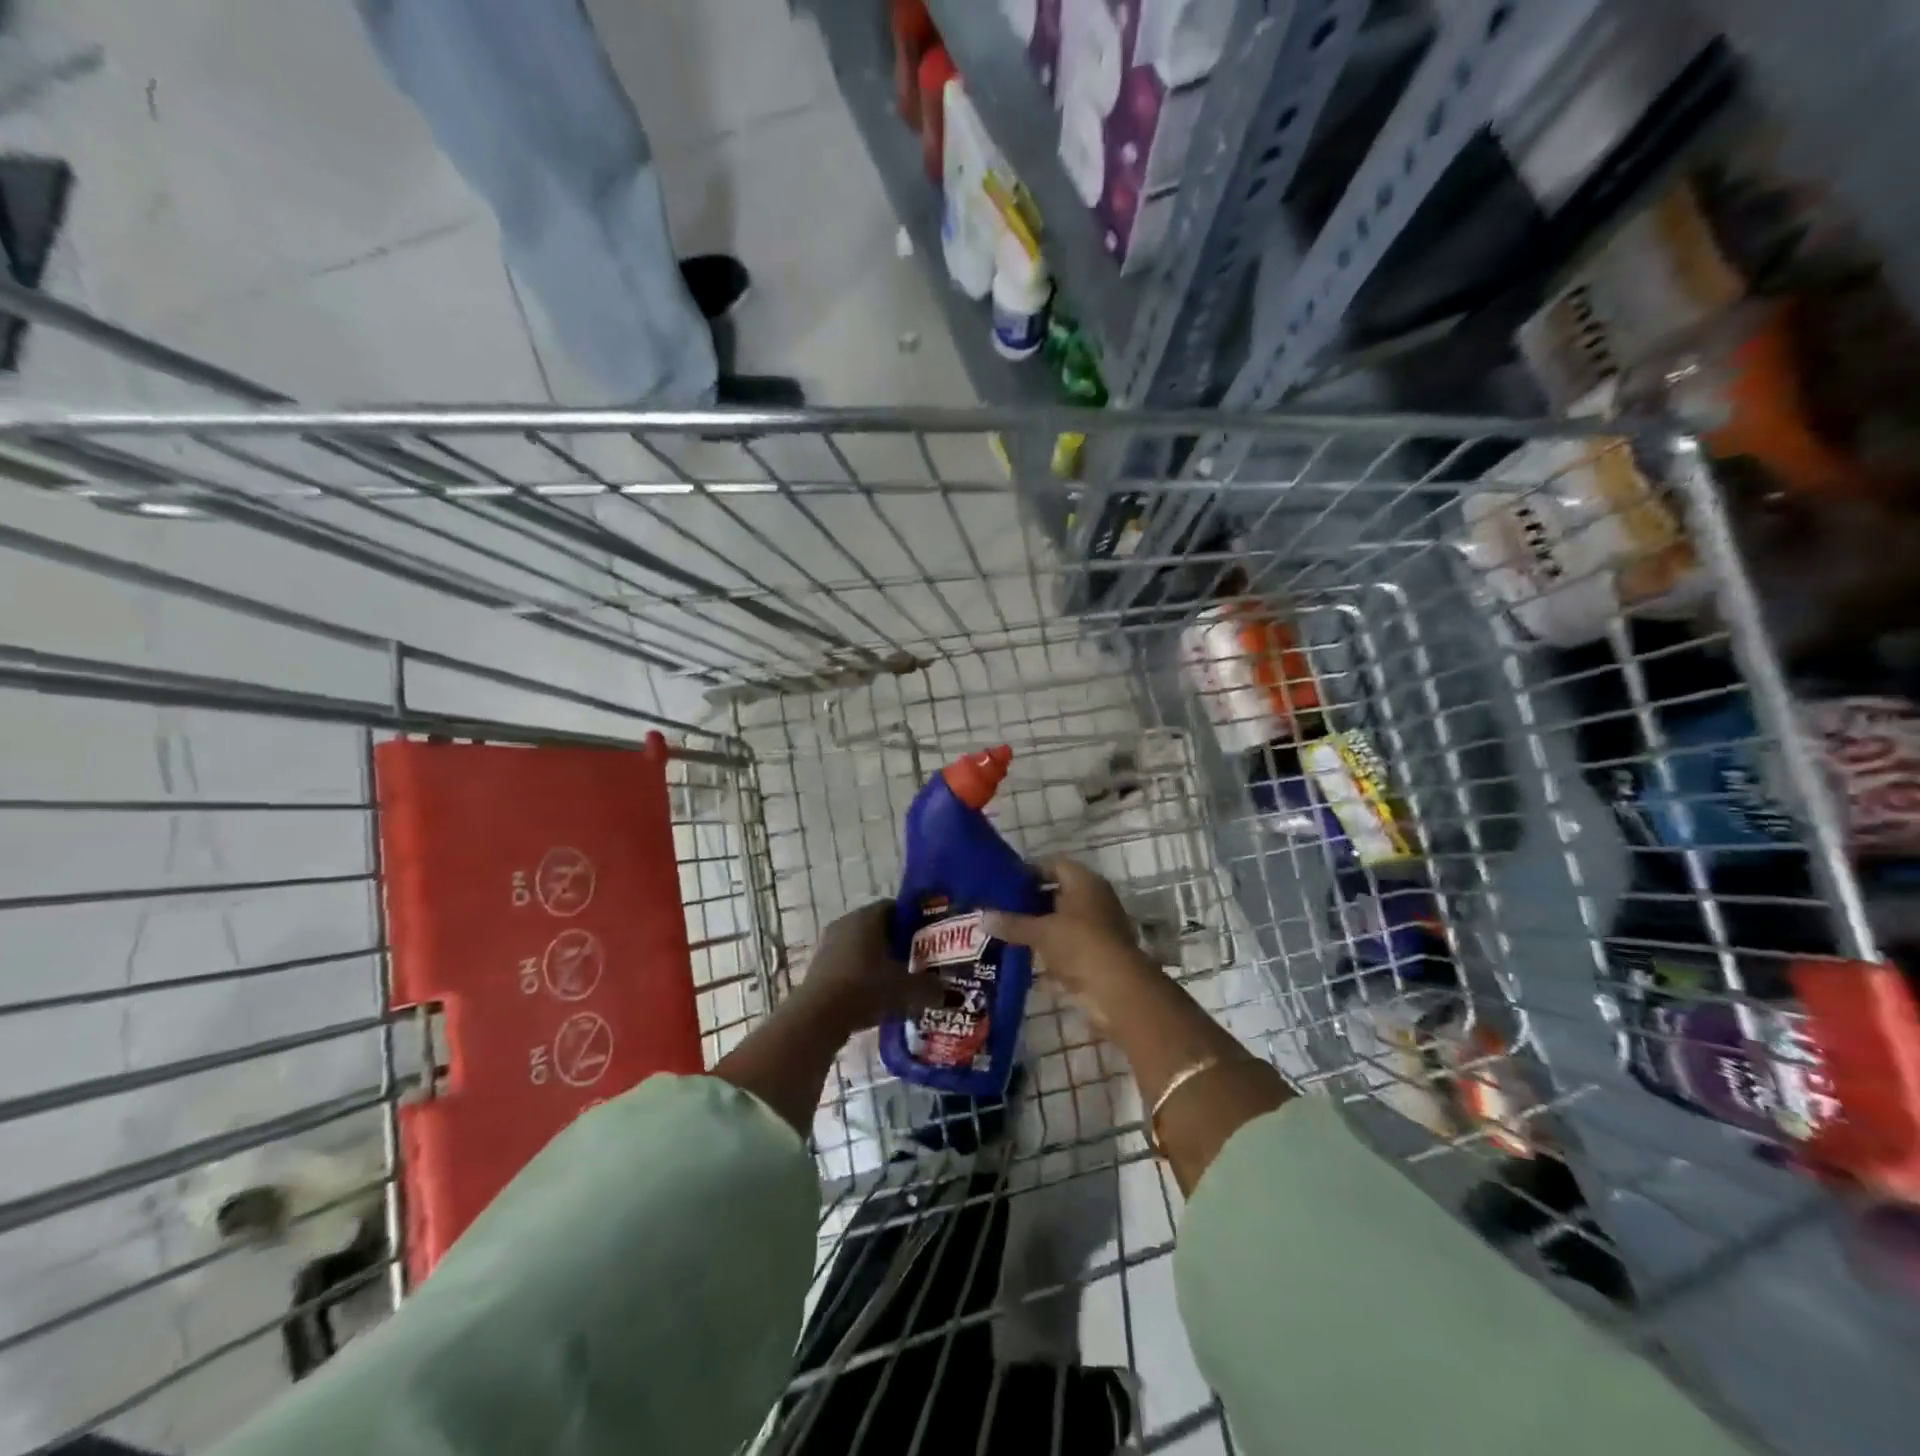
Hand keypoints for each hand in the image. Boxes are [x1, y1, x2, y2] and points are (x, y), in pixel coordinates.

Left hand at [790, 901, 942, 1035]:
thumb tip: (949, 993)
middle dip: (897, 942)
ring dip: (877, 959)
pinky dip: (861, 973)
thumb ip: (930, 988)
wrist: (818, 1016)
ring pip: (861, 945)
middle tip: (917, 960)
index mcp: (868, 916)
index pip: (895, 908)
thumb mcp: (906, 990)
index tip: (928, 938)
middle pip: (877, 926)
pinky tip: (874, 994)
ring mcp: (829, 943)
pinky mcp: (818, 966)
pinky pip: (847, 962)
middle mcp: (847, 922)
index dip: (913, 921)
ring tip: (897, 980)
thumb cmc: (866, 988)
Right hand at [984, 859, 1152, 1008]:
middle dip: (1029, 904)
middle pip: (1057, 896)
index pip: (1054, 865)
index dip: (1029, 872)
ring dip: (1036, 933)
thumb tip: (982, 917)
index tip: (1003, 883)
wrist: (1118, 991)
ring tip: (1003, 936)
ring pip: (1060, 927)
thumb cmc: (1080, 945)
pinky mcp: (1095, 959)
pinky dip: (1046, 960)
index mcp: (1085, 883)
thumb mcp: (1041, 931)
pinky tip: (1020, 967)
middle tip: (998, 910)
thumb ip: (1012, 924)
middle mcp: (1093, 902)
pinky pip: (1064, 954)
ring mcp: (1096, 932)